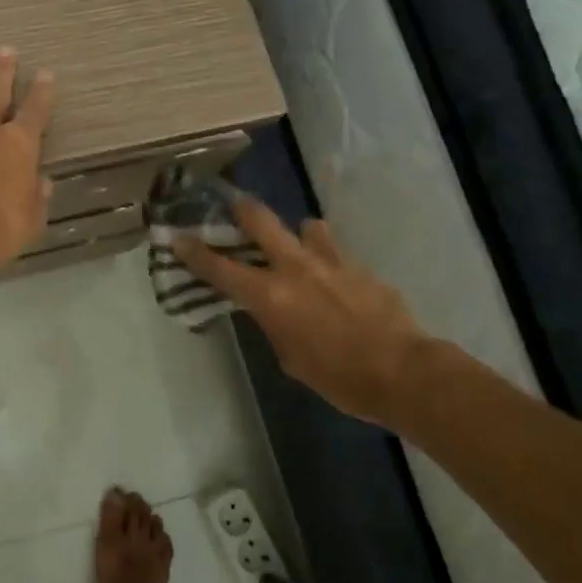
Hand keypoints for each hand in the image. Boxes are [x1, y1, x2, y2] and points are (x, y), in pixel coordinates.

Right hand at [176, 196, 422, 424]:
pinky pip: (337, 253)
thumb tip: (271, 309)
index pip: (219, 268)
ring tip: (300, 247)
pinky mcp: (360, 267)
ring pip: (307, 226)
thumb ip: (274, 323)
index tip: (177, 237)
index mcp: (270, 295)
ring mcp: (331, 261)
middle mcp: (295, 267)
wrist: (404, 373)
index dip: (194, 252)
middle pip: (260, 220)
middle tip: (232, 204)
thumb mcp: (290, 358)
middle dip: (241, 209)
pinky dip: (330, 260)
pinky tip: (338, 281)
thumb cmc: (338, 377)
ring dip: (298, 234)